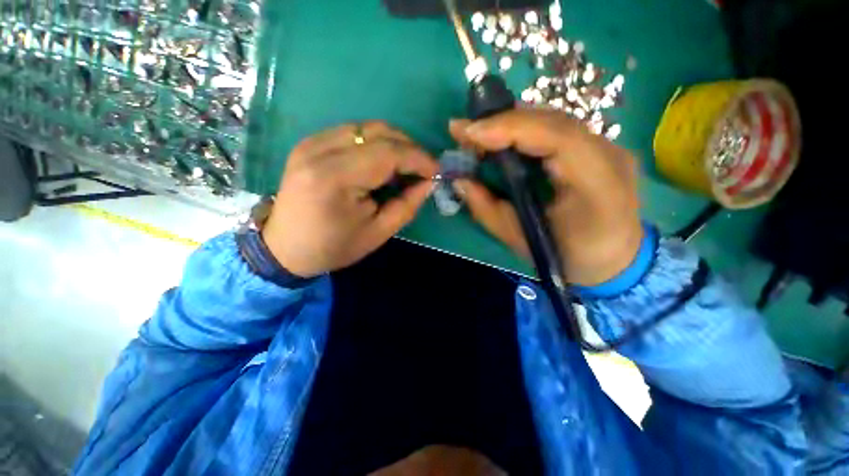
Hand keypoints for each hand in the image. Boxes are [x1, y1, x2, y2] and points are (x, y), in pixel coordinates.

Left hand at [262, 121, 438, 277]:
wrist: (285, 247)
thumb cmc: (334, 246)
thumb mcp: (378, 233)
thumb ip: (407, 204)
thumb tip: (428, 181)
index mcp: (335, 177)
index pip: (388, 152)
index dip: (418, 158)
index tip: (435, 171)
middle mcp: (319, 150)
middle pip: (378, 131)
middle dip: (409, 148)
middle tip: (422, 169)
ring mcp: (311, 142)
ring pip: (366, 127)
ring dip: (393, 143)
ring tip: (404, 167)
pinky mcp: (309, 143)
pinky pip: (352, 131)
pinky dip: (374, 143)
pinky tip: (380, 162)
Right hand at [450, 109, 642, 286]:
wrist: (615, 261)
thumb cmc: (567, 257)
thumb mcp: (520, 239)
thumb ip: (487, 209)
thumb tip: (460, 180)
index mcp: (597, 185)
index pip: (556, 137)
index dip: (510, 128)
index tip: (470, 133)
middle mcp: (609, 156)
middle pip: (553, 121)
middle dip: (503, 122)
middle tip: (465, 131)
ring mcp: (609, 148)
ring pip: (554, 121)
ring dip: (512, 123)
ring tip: (478, 133)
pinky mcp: (599, 148)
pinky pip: (557, 130)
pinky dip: (525, 130)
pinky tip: (503, 137)